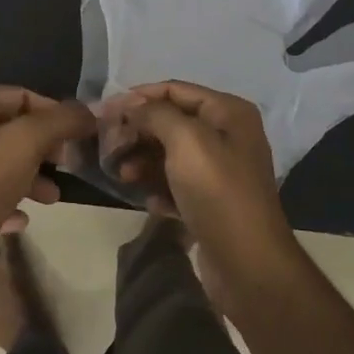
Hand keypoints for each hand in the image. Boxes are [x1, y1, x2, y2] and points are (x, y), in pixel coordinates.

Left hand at [0, 86, 95, 274]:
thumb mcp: (27, 143)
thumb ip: (61, 121)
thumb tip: (88, 112)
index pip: (20, 95)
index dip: (54, 113)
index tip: (77, 137)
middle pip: (8, 128)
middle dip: (42, 148)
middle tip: (66, 165)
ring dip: (27, 175)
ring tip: (51, 197)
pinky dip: (3, 198)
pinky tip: (19, 218)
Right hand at [98, 81, 297, 269]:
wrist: (248, 263)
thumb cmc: (217, 192)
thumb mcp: (186, 141)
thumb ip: (156, 114)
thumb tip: (131, 105)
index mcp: (228, 113)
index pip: (175, 90)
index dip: (139, 97)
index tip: (105, 110)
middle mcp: (227, 136)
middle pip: (171, 122)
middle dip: (139, 132)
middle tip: (109, 146)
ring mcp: (220, 171)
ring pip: (170, 154)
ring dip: (144, 162)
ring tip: (124, 176)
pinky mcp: (211, 201)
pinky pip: (177, 184)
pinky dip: (160, 189)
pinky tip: (151, 203)